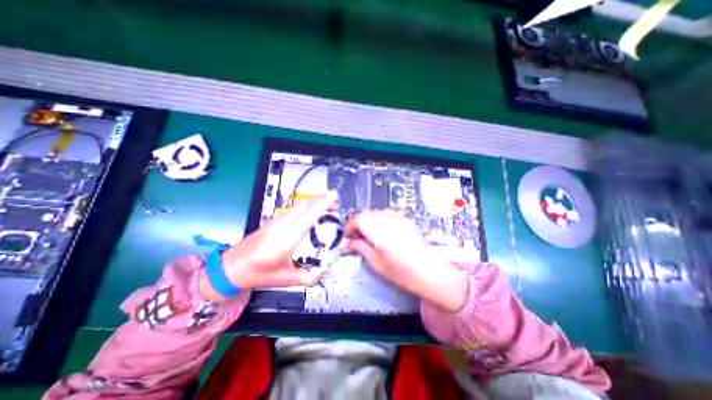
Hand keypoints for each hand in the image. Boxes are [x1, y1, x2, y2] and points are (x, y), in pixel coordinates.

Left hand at [197, 191, 336, 301]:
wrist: (231, 267)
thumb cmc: (259, 274)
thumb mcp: (286, 280)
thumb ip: (309, 277)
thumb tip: (325, 269)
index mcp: (286, 240)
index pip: (308, 217)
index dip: (322, 204)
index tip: (334, 196)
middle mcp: (282, 226)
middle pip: (304, 205)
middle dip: (322, 199)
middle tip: (336, 201)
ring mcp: (276, 220)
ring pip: (299, 204)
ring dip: (314, 200)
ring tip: (328, 203)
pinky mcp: (273, 219)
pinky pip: (294, 207)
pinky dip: (307, 204)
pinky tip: (312, 208)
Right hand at [344, 209, 470, 311]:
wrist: (431, 273)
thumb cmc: (402, 273)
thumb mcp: (377, 263)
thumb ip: (361, 248)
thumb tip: (348, 244)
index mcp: (381, 233)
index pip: (359, 218)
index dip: (350, 225)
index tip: (347, 236)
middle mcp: (390, 221)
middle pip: (367, 213)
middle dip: (358, 223)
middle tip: (356, 237)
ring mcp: (400, 218)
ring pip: (376, 212)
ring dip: (368, 221)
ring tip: (368, 235)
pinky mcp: (406, 219)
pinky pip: (387, 214)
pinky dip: (379, 220)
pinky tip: (381, 232)